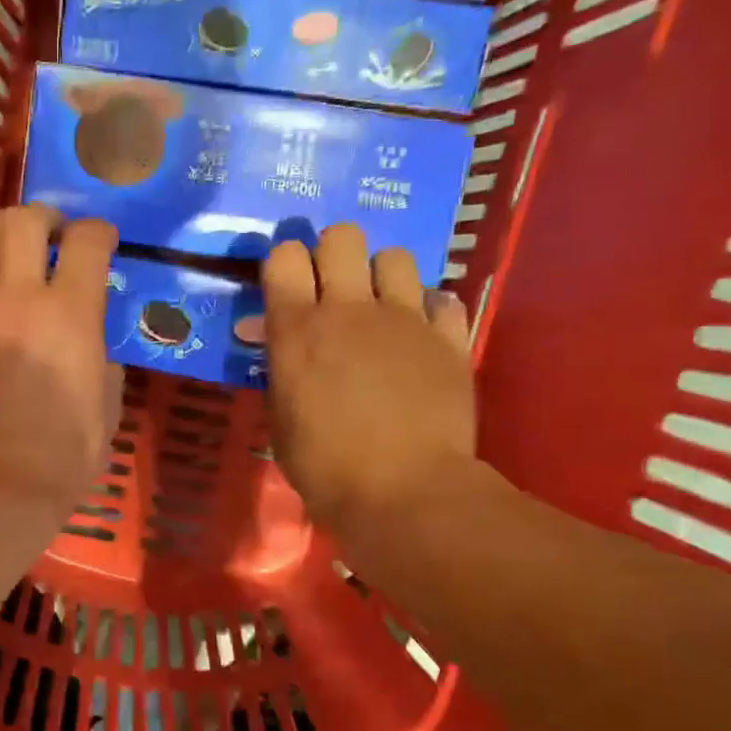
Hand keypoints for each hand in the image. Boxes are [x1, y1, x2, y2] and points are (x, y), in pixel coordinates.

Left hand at [0, 206, 123, 525]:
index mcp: (71, 315)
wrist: (1, 484)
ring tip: (9, 245)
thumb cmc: (67, 451)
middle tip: (51, 232)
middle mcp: (19, 299)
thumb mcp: (108, 402)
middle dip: (43, 216)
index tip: (101, 240)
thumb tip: (91, 342)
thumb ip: (102, 358)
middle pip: (23, 223)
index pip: (86, 243)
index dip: (98, 231)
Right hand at [263, 223, 473, 537]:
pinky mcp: (449, 338)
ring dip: (382, 276)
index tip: (287, 288)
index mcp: (298, 329)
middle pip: (342, 237)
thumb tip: (283, 348)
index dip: (284, 264)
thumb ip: (282, 373)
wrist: (406, 494)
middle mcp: (350, 309)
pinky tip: (420, 337)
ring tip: (380, 309)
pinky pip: (441, 299)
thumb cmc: (327, 469)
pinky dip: (428, 311)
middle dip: (333, 254)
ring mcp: (405, 319)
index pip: (284, 255)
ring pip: (396, 256)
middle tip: (333, 290)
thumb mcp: (281, 422)